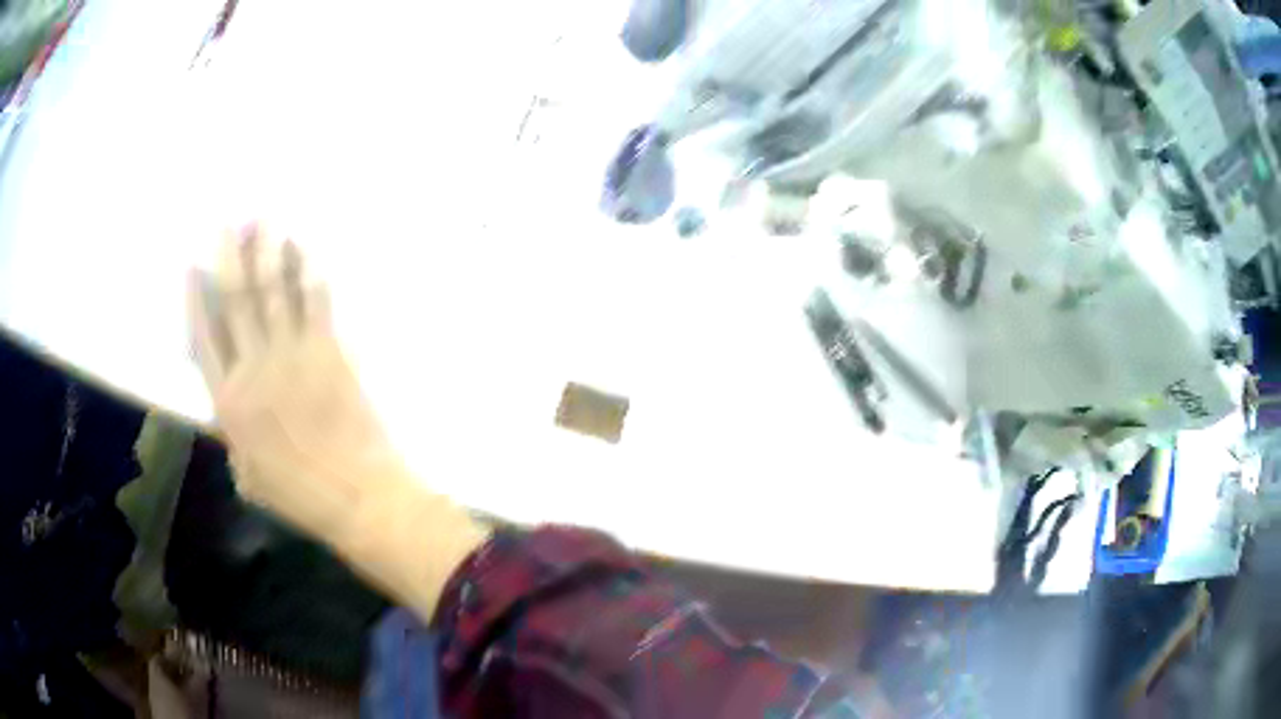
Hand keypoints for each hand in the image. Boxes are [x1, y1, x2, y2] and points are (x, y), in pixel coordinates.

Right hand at [188, 226, 487, 617]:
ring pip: (273, 291)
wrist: (356, 496)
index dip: (197, 297)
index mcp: (228, 402)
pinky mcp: (329, 350)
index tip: (194, 264)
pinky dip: (307, 272)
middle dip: (231, 256)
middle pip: (236, 301)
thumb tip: (227, 412)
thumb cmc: (299, 496)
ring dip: (268, 251)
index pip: (204, 337)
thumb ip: (232, 437)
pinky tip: (304, 249)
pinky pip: (315, 302)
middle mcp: (254, 368)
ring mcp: (293, 355)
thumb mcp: (249, 476)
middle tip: (229, 222)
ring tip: (264, 219)